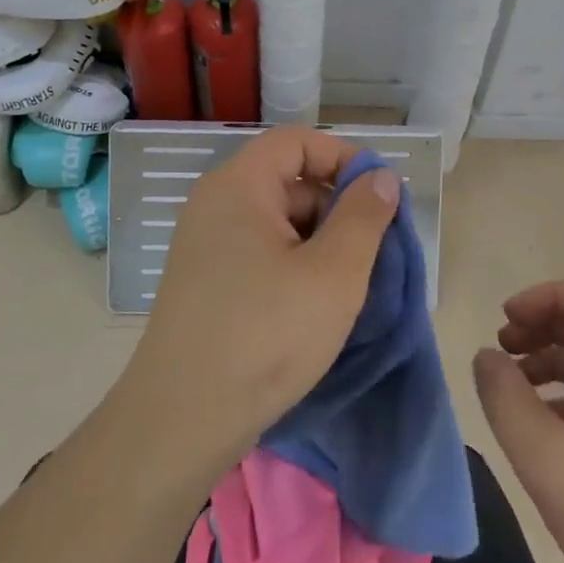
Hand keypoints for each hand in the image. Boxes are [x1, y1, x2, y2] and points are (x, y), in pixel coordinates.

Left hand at [117, 126, 399, 479]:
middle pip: (288, 180)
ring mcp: (205, 245)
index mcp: (238, 187)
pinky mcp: (206, 281)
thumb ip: (364, 216)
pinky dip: (294, 264)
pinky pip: (260, 252)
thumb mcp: (334, 273)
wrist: (182, 420)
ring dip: (320, 241)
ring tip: (350, 284)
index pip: (297, 142)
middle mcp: (214, 205)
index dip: (344, 158)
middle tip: (374, 250)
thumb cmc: (266, 336)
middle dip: (337, 206)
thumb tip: (381, 177)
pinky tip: (316, 303)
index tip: (380, 196)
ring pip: (277, 221)